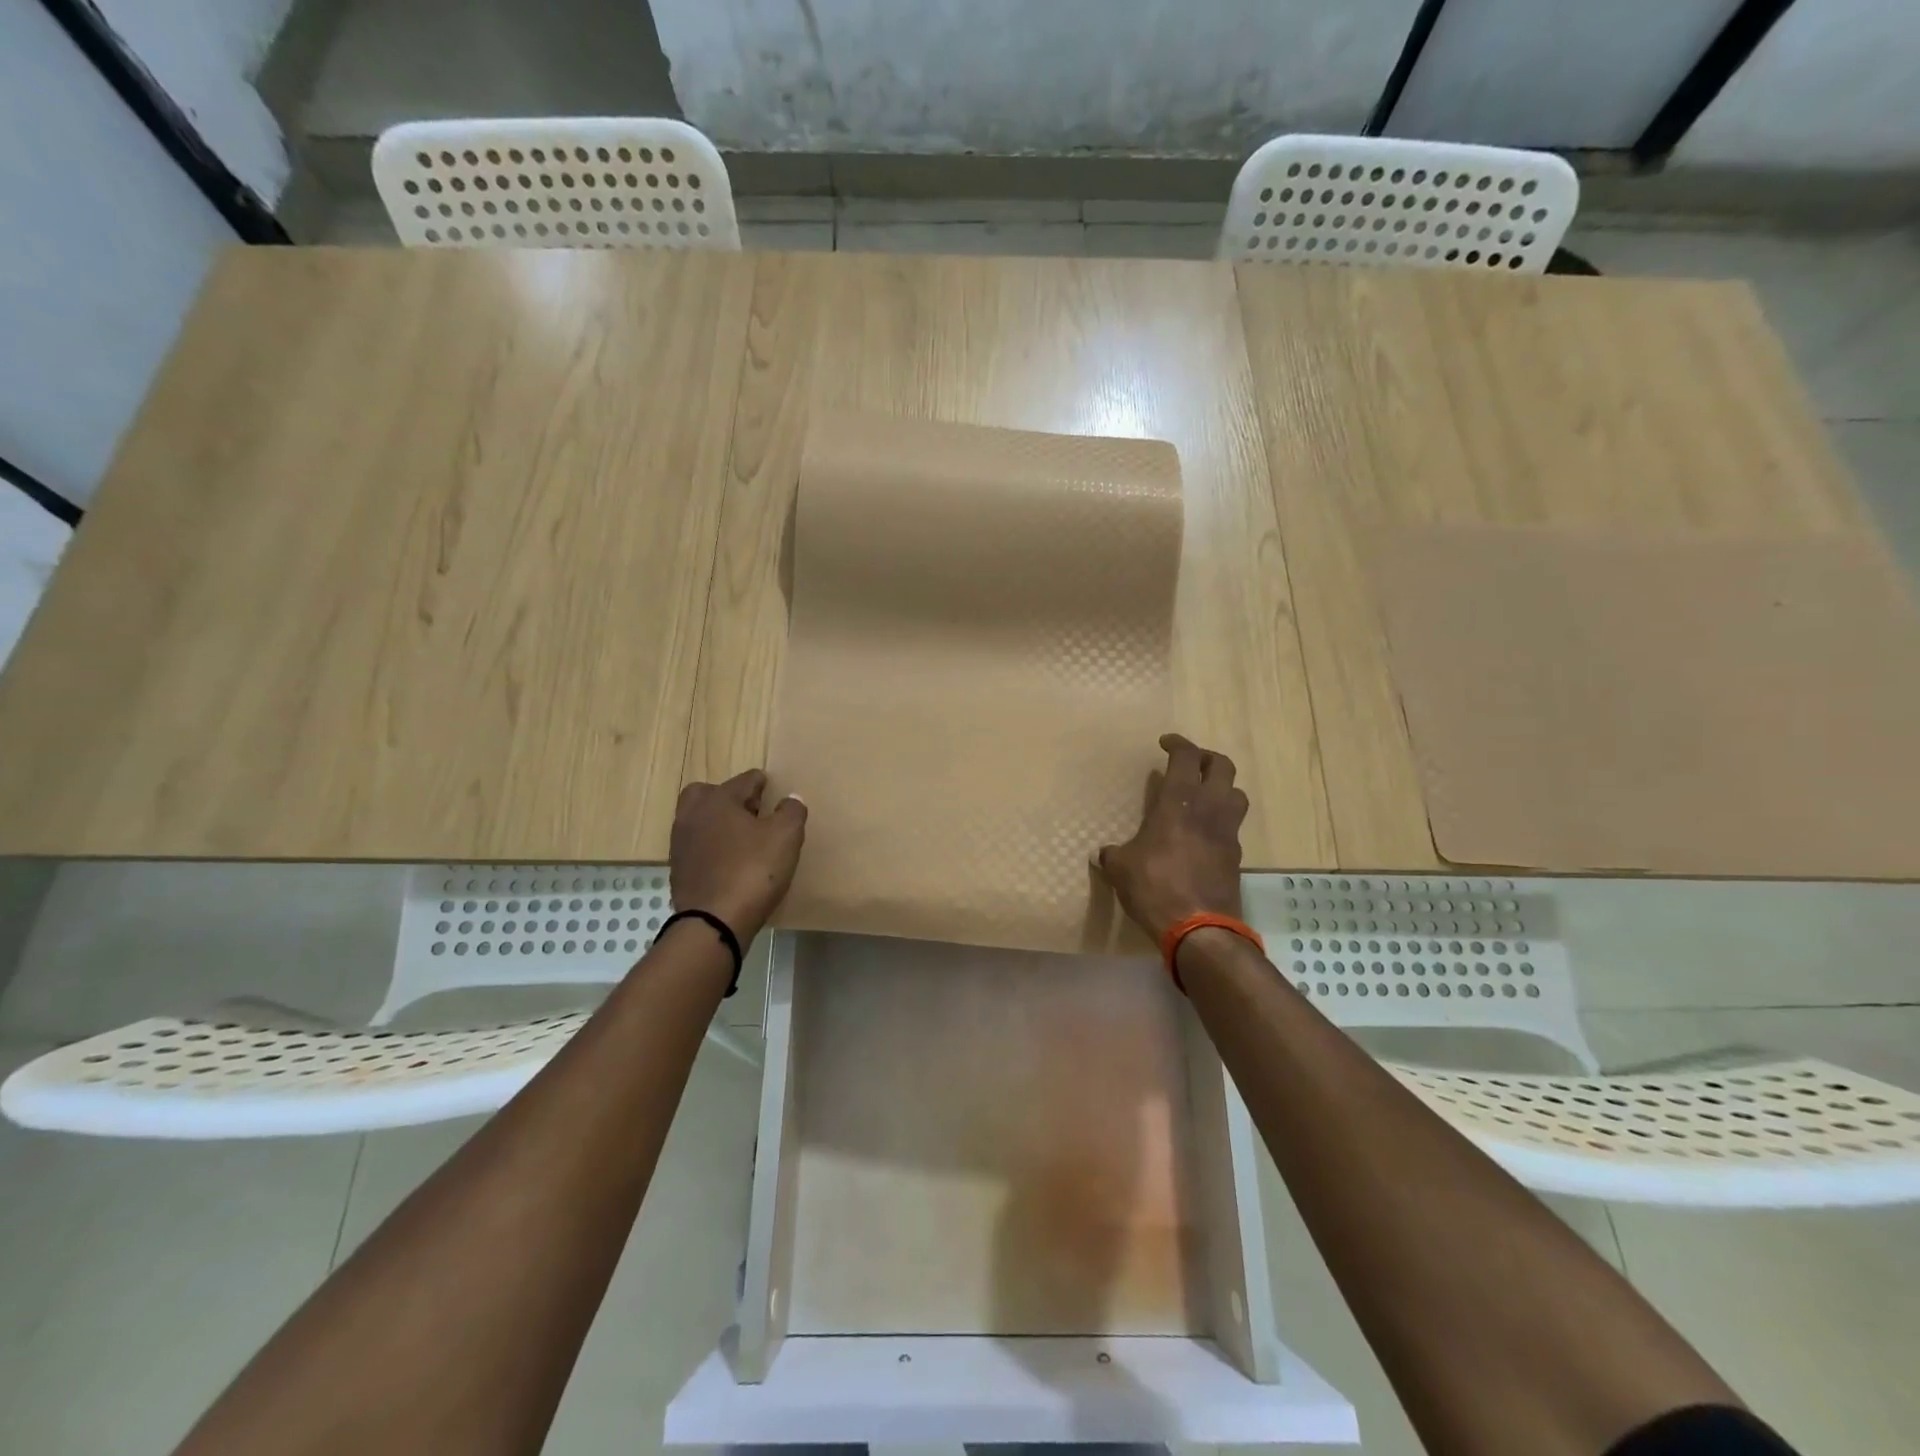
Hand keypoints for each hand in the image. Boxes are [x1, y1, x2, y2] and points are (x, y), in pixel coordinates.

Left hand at [669, 770, 806, 939]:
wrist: (713, 922)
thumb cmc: (753, 870)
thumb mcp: (786, 836)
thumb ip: (792, 812)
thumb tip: (790, 799)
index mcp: (719, 800)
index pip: (744, 780)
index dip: (761, 783)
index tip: (771, 788)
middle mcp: (693, 815)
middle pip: (708, 793)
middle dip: (729, 797)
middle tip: (751, 810)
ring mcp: (681, 844)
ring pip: (699, 820)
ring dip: (718, 822)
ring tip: (742, 838)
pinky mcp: (678, 870)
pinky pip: (696, 847)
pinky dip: (711, 847)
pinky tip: (729, 862)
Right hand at [1096, 734, 1247, 942]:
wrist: (1198, 928)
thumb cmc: (1155, 887)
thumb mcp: (1121, 868)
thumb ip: (1112, 854)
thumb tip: (1101, 854)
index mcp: (1178, 802)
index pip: (1186, 757)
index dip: (1178, 743)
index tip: (1166, 743)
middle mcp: (1209, 809)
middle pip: (1223, 766)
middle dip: (1207, 758)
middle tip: (1190, 763)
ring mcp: (1227, 832)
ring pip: (1237, 794)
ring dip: (1222, 788)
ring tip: (1203, 796)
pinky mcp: (1236, 856)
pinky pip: (1233, 826)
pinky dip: (1221, 821)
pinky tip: (1203, 834)